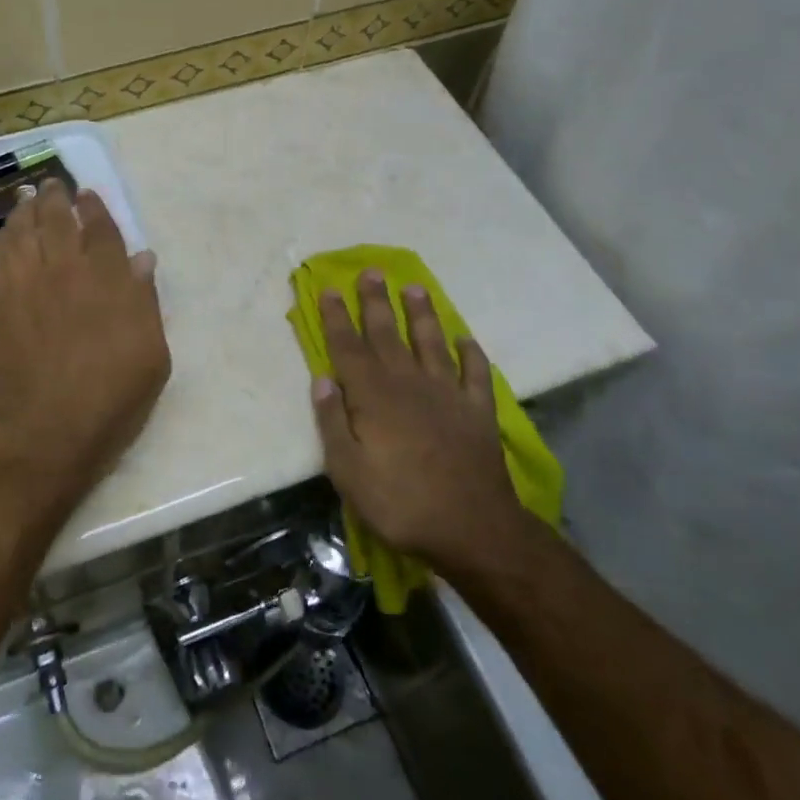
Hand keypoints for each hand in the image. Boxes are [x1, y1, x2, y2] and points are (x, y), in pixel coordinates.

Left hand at [0, 179, 169, 525]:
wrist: (50, 431)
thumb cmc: (112, 396)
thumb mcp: (152, 353)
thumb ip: (145, 300)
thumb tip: (142, 258)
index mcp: (106, 280)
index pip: (100, 229)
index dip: (95, 207)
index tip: (88, 194)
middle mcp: (65, 270)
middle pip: (57, 219)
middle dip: (56, 197)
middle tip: (52, 184)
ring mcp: (26, 284)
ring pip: (23, 231)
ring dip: (26, 209)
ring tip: (27, 196)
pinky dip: (2, 239)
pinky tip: (5, 233)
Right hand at [311, 270, 532, 582]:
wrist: (473, 529)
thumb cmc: (400, 502)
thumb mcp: (347, 471)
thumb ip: (332, 422)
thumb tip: (321, 380)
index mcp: (372, 395)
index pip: (348, 347)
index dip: (337, 317)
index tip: (330, 289)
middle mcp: (408, 383)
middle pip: (388, 333)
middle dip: (376, 301)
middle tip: (371, 271)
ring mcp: (446, 394)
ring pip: (430, 342)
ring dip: (422, 314)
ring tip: (415, 287)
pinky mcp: (478, 411)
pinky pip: (475, 374)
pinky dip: (471, 354)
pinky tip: (466, 340)